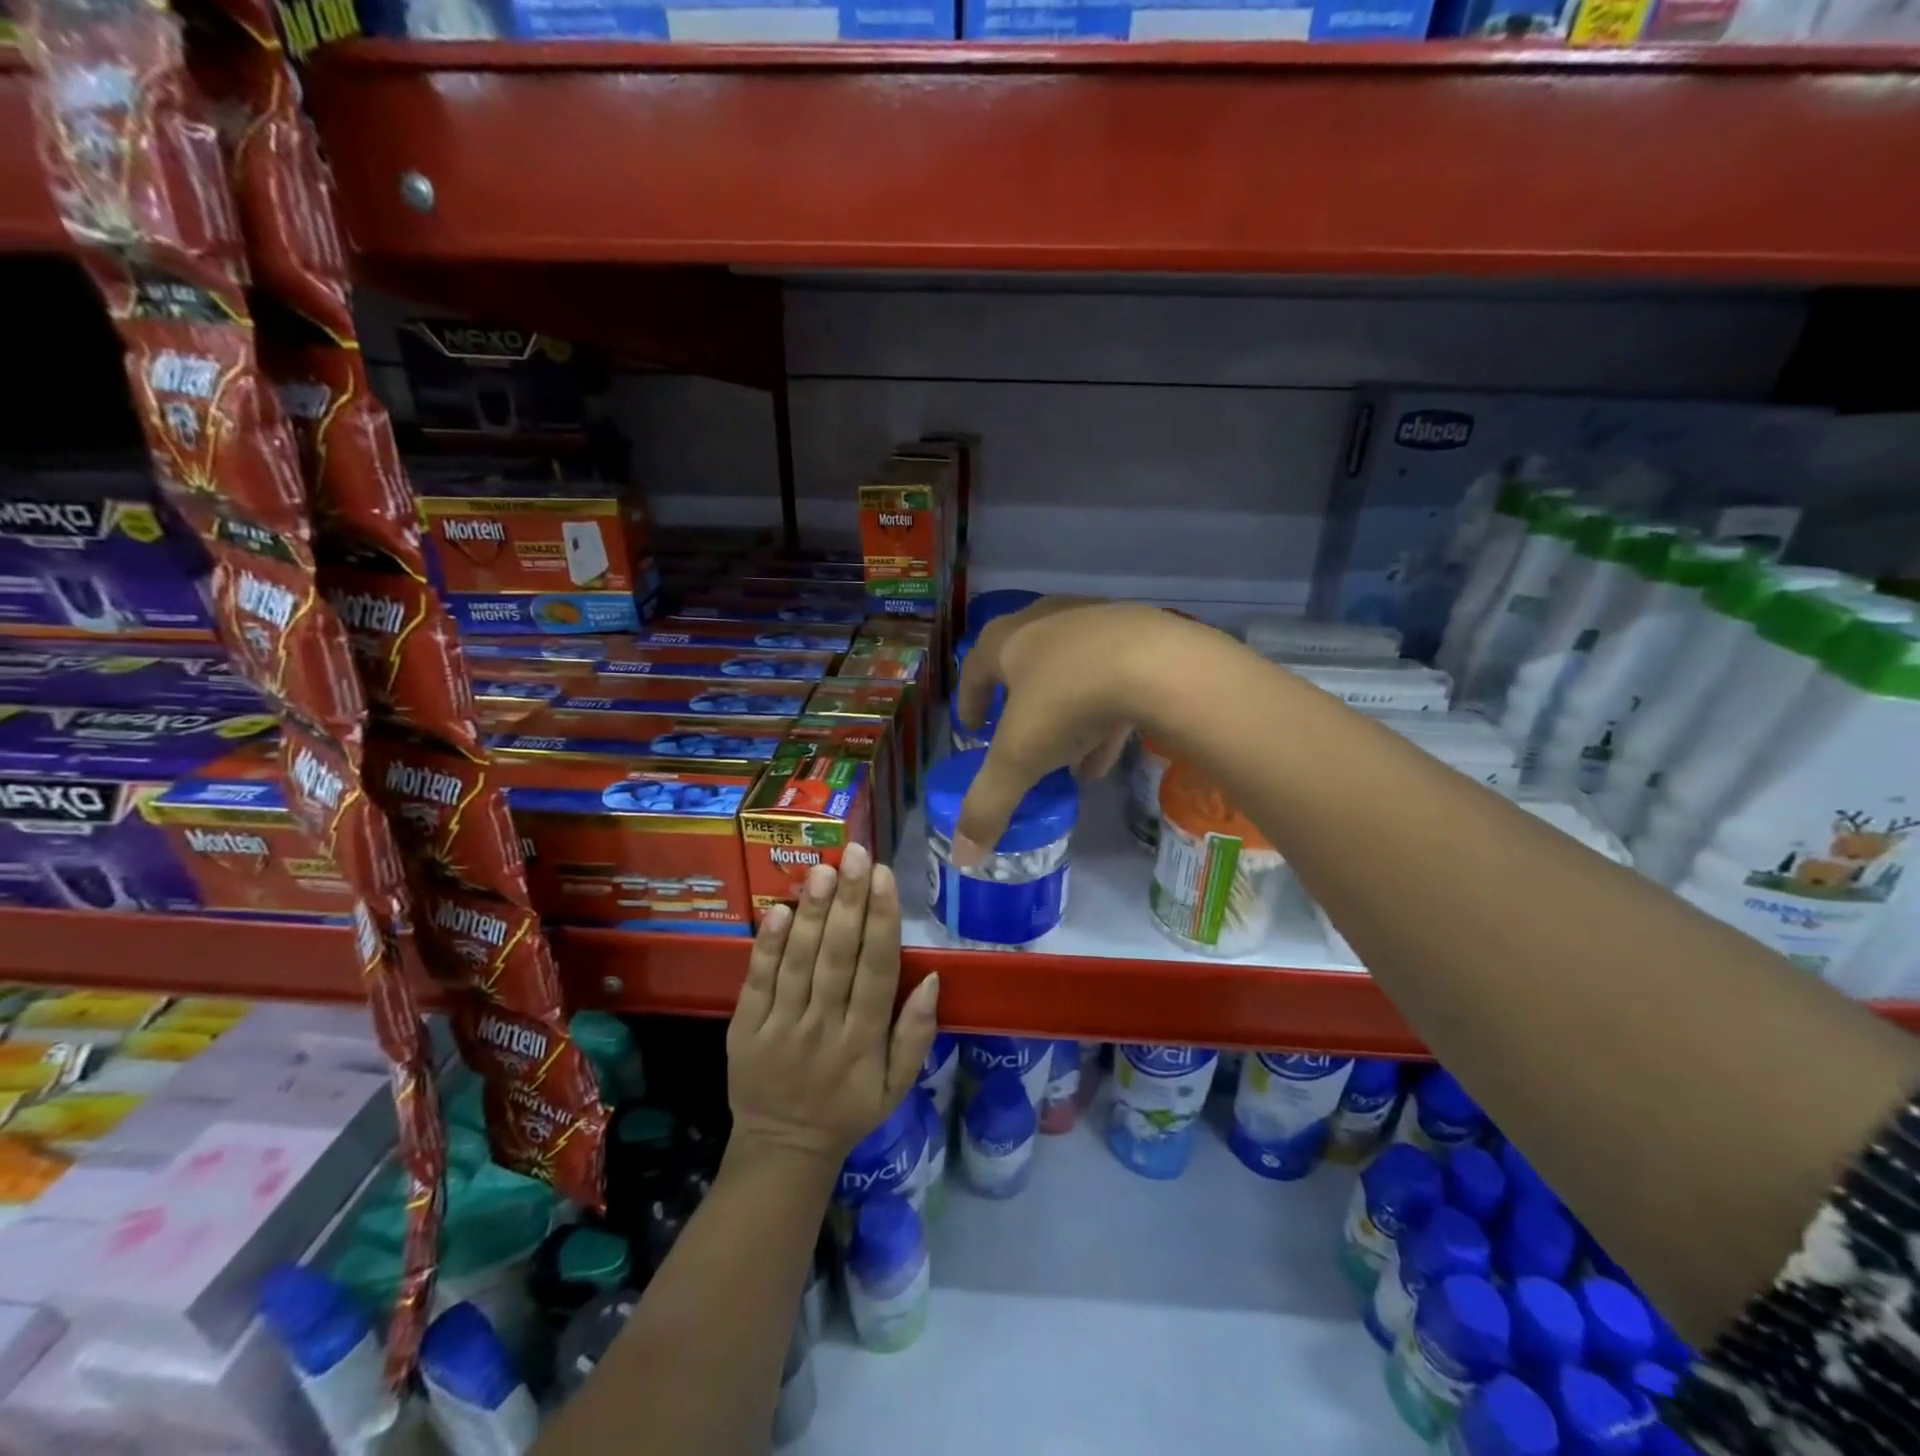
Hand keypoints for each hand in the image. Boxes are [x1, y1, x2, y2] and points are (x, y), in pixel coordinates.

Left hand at [726, 842, 939, 1171]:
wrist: (782, 1149)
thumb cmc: (848, 1110)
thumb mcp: (897, 1085)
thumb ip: (916, 1034)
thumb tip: (933, 978)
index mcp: (865, 1041)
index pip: (877, 970)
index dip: (882, 921)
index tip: (884, 877)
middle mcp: (824, 1028)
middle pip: (838, 957)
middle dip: (848, 902)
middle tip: (854, 854)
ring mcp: (780, 1028)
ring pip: (798, 962)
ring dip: (811, 913)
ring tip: (821, 870)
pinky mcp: (744, 1030)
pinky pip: (756, 983)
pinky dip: (767, 947)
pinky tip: (778, 911)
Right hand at [952, 598, 1212, 864]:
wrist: (1160, 665)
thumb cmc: (1070, 701)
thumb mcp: (1020, 759)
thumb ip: (989, 805)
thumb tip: (962, 856)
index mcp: (1009, 640)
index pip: (975, 667)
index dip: (970, 700)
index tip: (973, 727)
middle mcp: (1049, 621)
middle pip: (1025, 664)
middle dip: (1021, 705)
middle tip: (1019, 736)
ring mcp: (1098, 624)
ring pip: (1072, 673)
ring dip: (1066, 715)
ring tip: (1067, 761)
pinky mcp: (1142, 636)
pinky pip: (1112, 678)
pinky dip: (1103, 715)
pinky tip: (1106, 755)